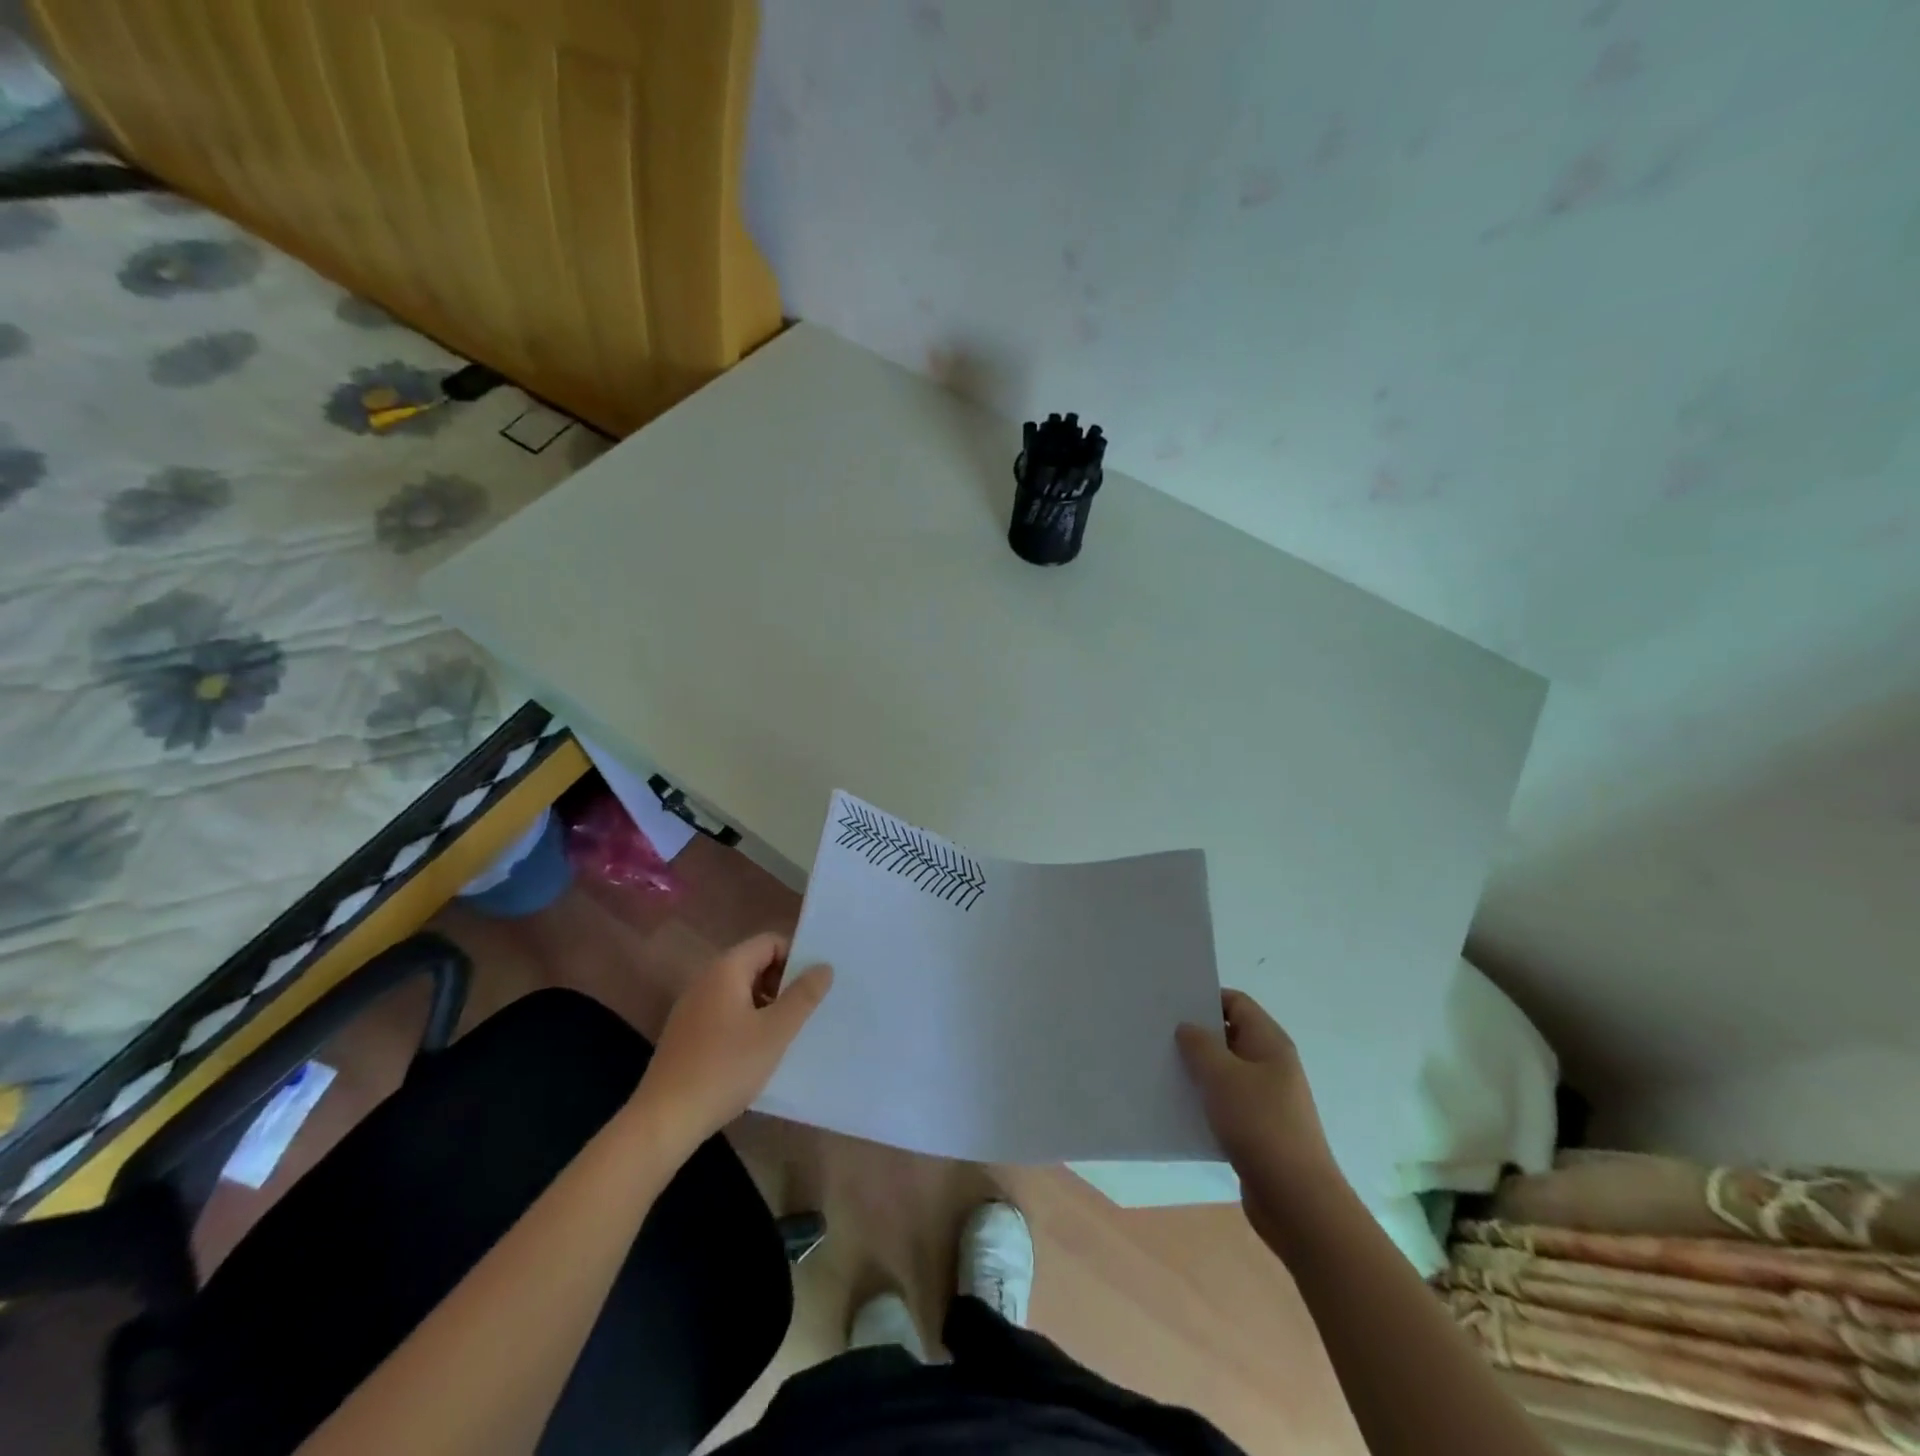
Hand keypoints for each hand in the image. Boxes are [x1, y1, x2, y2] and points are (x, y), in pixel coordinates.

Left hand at [634, 933, 831, 1151]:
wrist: (664, 1120)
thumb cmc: (725, 1068)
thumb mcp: (775, 1032)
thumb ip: (803, 996)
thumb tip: (824, 966)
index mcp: (726, 970)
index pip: (769, 942)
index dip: (795, 958)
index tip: (813, 987)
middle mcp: (706, 979)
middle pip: (754, 964)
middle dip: (782, 983)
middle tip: (803, 1013)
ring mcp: (692, 1007)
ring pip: (740, 991)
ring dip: (766, 1005)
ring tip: (784, 1035)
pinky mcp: (686, 1033)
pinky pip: (725, 1012)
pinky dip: (746, 1022)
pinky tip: (755, 1053)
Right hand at [1177, 991, 1339, 1227]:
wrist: (1296, 1200)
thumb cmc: (1260, 1125)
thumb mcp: (1222, 1076)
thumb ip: (1200, 1045)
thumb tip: (1187, 1027)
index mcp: (1269, 1043)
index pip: (1236, 1003)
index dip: (1205, 998)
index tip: (1170, 1004)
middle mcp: (1270, 1065)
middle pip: (1229, 1036)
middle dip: (1195, 1035)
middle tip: (1158, 1034)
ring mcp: (1266, 1099)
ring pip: (1224, 1072)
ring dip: (1196, 1070)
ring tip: (1160, 1067)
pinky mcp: (1257, 1129)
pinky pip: (1225, 1103)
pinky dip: (1204, 1101)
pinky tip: (1177, 1106)